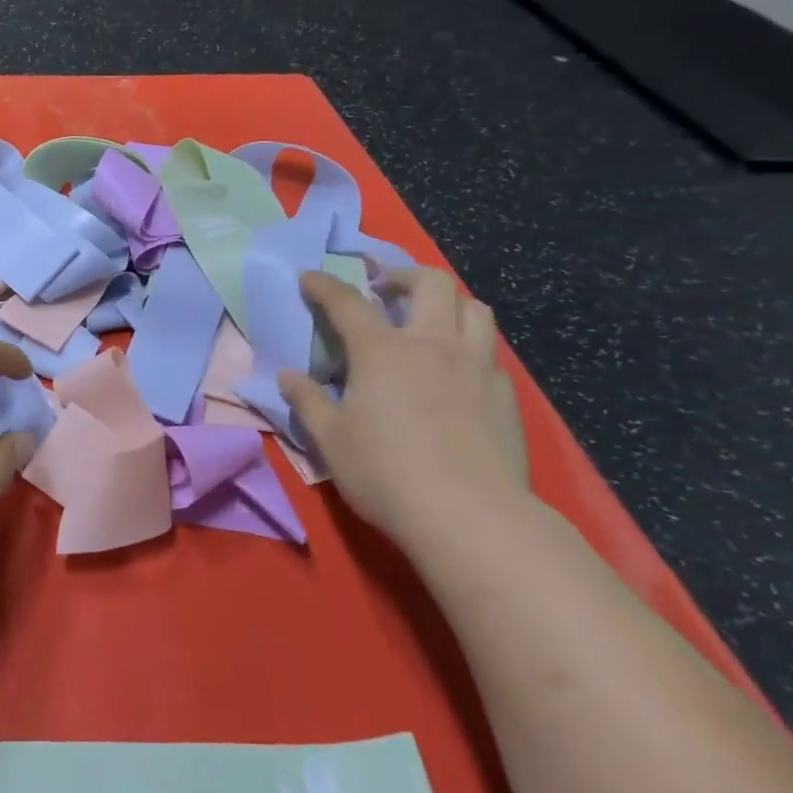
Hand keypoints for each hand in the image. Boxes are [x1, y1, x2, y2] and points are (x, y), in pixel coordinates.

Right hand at [277, 268, 528, 547]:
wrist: (471, 517)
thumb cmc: (386, 473)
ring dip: (447, 303)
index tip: (309, 277)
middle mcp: (433, 345)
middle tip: (384, 291)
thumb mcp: (330, 440)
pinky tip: (457, 373)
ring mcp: (476, 367)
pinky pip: (490, 352)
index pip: (348, 302)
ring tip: (428, 320)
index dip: (324, 285)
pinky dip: (470, 347)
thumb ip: (307, 401)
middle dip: (402, 276)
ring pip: (474, 308)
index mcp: (382, 351)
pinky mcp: (505, 395)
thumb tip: (287, 376)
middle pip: (430, 283)